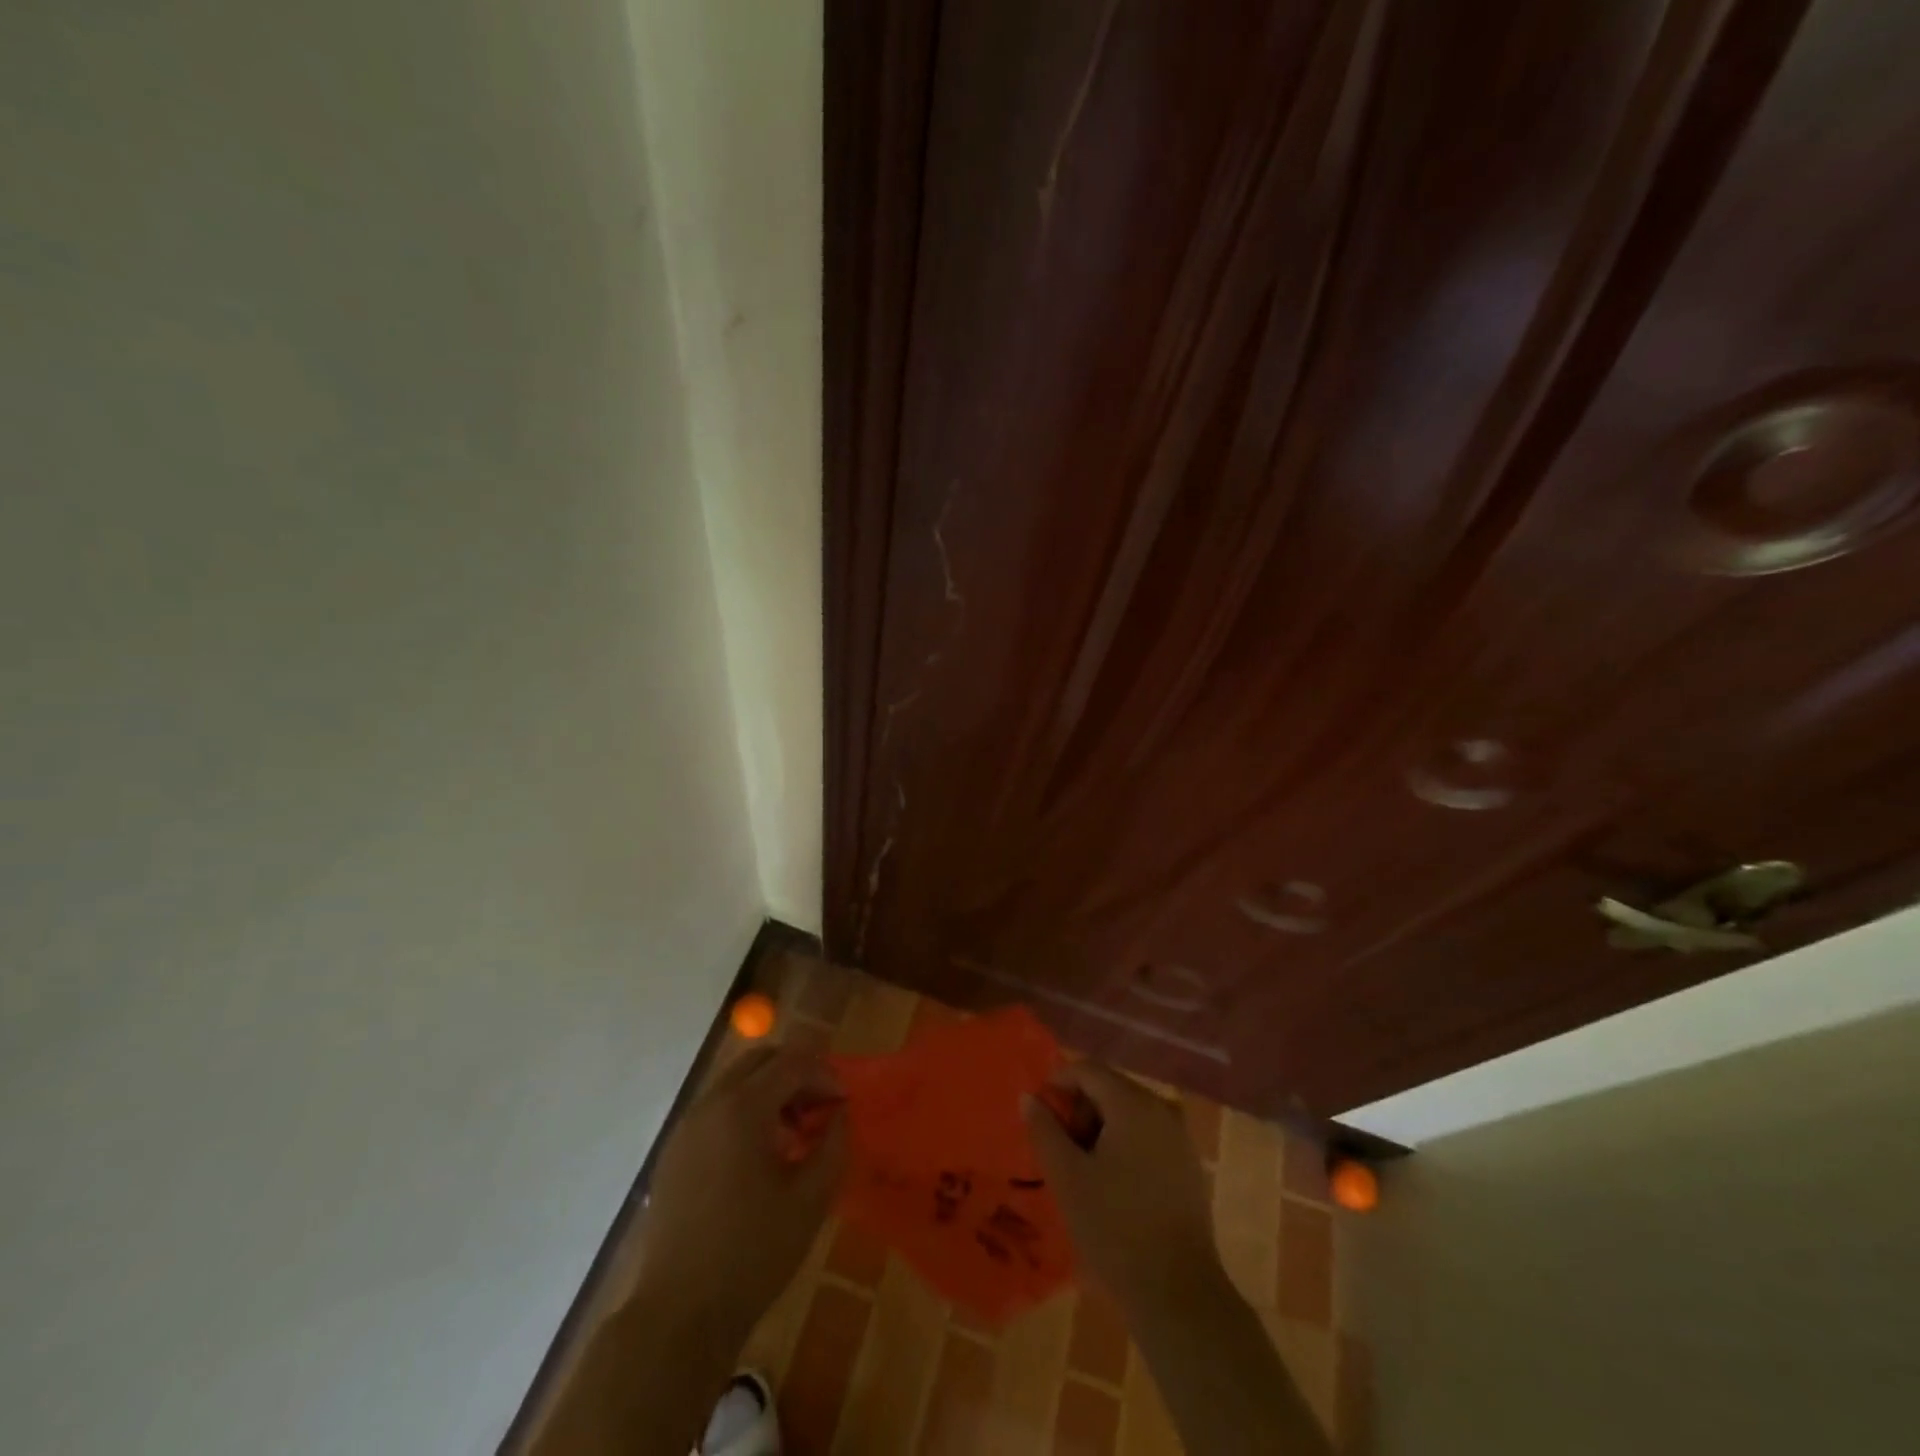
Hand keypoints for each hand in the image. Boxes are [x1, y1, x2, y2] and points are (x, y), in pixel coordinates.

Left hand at [635, 1045, 847, 1342]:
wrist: (679, 1314)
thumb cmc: (752, 1253)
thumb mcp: (811, 1199)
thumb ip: (833, 1144)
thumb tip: (840, 1113)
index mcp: (743, 1108)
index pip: (792, 1062)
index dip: (825, 1074)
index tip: (845, 1102)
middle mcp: (710, 1104)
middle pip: (760, 1060)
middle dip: (797, 1073)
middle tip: (821, 1107)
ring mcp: (687, 1127)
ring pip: (736, 1082)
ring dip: (770, 1092)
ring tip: (794, 1134)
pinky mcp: (674, 1153)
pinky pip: (717, 1109)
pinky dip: (745, 1112)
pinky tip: (760, 1156)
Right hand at [1022, 1060, 1219, 1312]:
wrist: (1178, 1294)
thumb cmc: (1114, 1228)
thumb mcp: (1067, 1176)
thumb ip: (1044, 1129)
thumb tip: (1029, 1097)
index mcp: (1133, 1103)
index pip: (1088, 1070)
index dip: (1057, 1084)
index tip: (1039, 1117)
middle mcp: (1161, 1109)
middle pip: (1110, 1088)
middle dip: (1079, 1110)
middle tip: (1059, 1149)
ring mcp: (1180, 1137)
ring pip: (1128, 1113)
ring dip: (1099, 1129)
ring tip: (1081, 1170)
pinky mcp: (1188, 1166)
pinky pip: (1147, 1136)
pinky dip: (1123, 1146)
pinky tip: (1111, 1184)